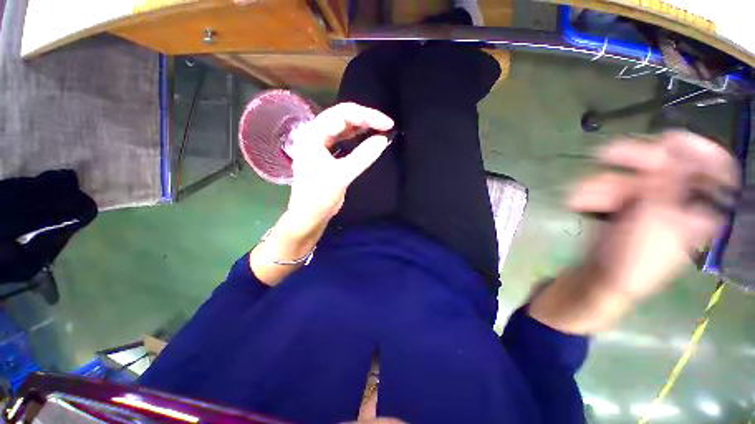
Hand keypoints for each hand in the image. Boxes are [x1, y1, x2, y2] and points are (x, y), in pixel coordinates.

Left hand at [286, 102, 393, 234]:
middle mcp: (315, 134)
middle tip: (387, 125)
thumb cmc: (320, 196)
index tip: (388, 125)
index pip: (343, 115)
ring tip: (381, 129)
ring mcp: (321, 143)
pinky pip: (344, 139)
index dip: (367, 116)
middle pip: (343, 116)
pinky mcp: (327, 153)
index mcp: (313, 134)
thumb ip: (363, 156)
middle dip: (366, 118)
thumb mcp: (342, 175)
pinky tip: (369, 138)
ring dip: (362, 127)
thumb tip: (383, 139)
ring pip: (344, 127)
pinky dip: (358, 138)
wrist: (309, 215)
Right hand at [530, 131, 738, 333]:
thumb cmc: (634, 260)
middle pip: (666, 166)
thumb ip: (667, 184)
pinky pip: (611, 189)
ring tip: (582, 197)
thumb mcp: (653, 222)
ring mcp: (650, 203)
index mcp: (698, 209)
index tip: (668, 138)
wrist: (601, 280)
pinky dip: (594, 193)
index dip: (696, 150)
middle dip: (633, 162)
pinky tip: (581, 202)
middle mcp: (677, 201)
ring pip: (631, 177)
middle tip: (606, 155)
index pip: (714, 170)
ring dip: (602, 184)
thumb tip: (676, 147)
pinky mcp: (624, 207)